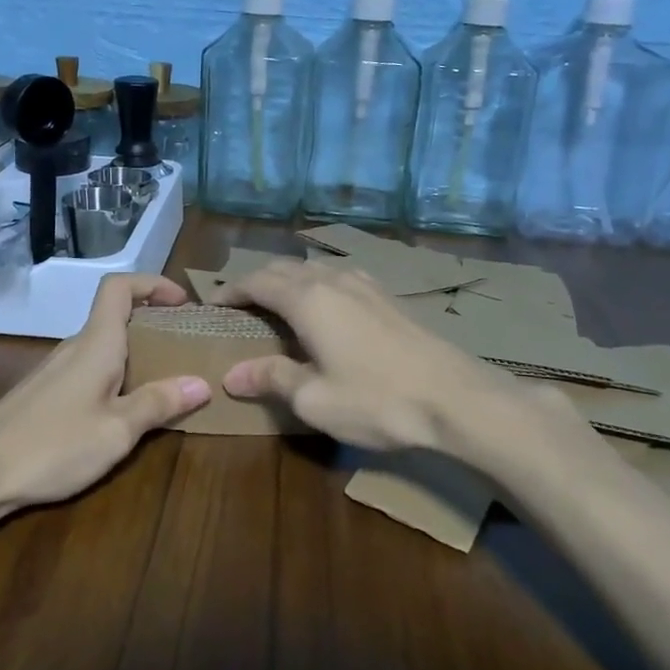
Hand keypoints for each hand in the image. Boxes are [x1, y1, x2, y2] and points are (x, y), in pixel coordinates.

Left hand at [0, 273, 210, 510]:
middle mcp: (75, 348)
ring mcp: (56, 371)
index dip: (152, 284)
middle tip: (186, 349)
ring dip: (136, 354)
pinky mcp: (44, 395)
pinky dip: (115, 377)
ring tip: (165, 383)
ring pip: (103, 347)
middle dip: (154, 325)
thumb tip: (201, 383)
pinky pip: (89, 371)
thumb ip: (159, 403)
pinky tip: (123, 412)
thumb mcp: (117, 430)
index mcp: (96, 343)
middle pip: (116, 317)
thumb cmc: (53, 445)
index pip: (119, 287)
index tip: (183, 302)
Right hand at [216, 259, 522, 453]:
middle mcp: (334, 280)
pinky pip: (339, 277)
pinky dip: (317, 285)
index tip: (212, 304)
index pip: (258, 282)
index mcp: (308, 299)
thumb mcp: (314, 398)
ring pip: (314, 269)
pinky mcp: (389, 297)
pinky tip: (325, 307)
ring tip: (277, 304)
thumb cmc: (377, 400)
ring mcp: (366, 284)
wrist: (456, 398)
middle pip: (284, 268)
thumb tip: (233, 374)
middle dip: (257, 281)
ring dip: (289, 280)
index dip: (231, 290)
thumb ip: (272, 378)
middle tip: (239, 304)